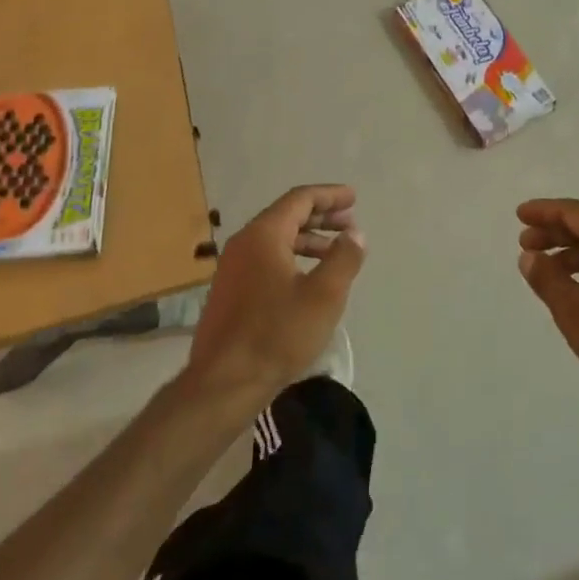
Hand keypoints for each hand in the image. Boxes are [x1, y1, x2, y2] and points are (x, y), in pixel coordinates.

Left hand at [184, 185, 365, 406]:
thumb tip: (355, 234)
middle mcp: (244, 243)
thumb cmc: (277, 334)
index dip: (329, 196)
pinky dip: (291, 258)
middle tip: (350, 224)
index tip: (353, 198)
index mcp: (263, 235)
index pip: (299, 199)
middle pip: (286, 216)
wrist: (223, 384)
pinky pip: (265, 260)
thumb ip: (343, 259)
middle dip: (321, 217)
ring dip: (308, 240)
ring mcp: (232, 269)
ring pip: (276, 240)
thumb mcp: (323, 296)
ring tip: (335, 253)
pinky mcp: (230, 292)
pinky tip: (308, 280)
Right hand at [517, 198, 578, 404]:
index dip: (545, 211)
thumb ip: (547, 278)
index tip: (520, 215)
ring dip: (570, 251)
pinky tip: (575, 287)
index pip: (576, 212)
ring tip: (544, 268)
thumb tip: (529, 257)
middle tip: (525, 243)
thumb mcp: (575, 310)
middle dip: (555, 231)